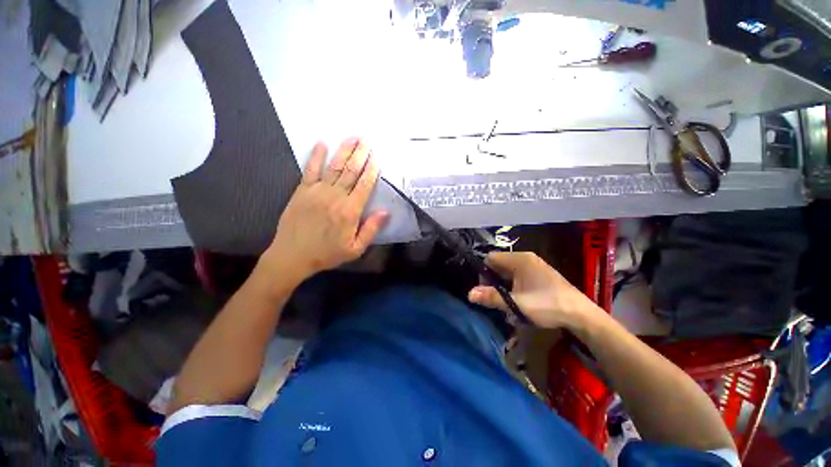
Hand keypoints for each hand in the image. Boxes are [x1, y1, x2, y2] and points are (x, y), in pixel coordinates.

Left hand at [262, 138, 388, 282]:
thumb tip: (385, 212)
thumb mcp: (355, 249)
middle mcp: (335, 196)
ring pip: (334, 167)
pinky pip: (310, 169)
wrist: (292, 255)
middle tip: (367, 140)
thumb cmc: (327, 254)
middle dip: (360, 154)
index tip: (377, 158)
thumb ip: (371, 229)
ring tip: (352, 138)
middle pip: (351, 171)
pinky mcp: (302, 190)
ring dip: (344, 151)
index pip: (364, 185)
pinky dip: (316, 156)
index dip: (372, 170)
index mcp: (350, 211)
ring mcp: (317, 191)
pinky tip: (321, 143)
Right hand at [468, 252, 599, 329]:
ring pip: (508, 271)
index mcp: (519, 259)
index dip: (483, 272)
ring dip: (503, 284)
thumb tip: (469, 294)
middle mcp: (526, 258)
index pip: (490, 257)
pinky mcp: (540, 274)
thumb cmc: (547, 306)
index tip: (485, 289)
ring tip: (506, 300)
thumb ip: (492, 297)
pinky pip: (518, 275)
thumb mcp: (516, 303)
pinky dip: (513, 285)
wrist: (581, 315)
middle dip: (493, 280)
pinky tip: (518, 299)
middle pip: (499, 264)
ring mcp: (535, 265)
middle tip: (495, 297)